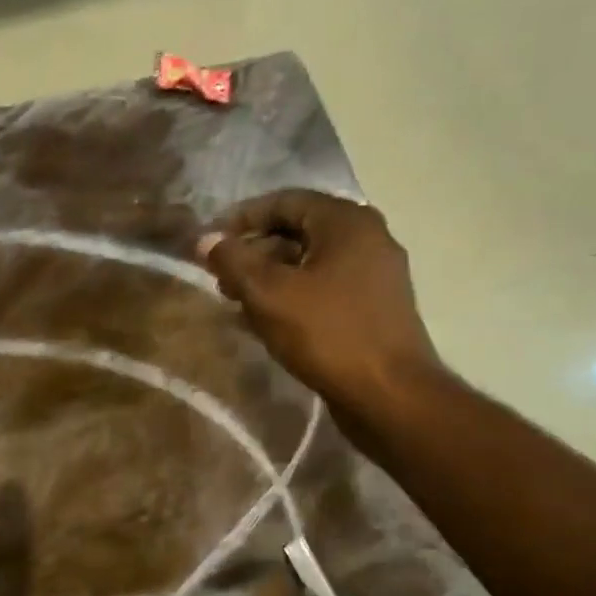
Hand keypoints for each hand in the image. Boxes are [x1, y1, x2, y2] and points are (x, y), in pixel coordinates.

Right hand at [197, 190, 442, 412]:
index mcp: (347, 222)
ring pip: (311, 262)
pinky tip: (268, 320)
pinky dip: (294, 294)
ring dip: (271, 276)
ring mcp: (376, 274)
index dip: (242, 217)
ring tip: (237, 301)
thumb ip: (233, 261)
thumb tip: (206, 239)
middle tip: (221, 276)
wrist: (389, 394)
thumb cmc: (327, 334)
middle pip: (299, 230)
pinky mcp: (375, 306)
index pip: (285, 201)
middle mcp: (368, 238)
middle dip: (254, 250)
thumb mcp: (269, 294)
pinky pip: (326, 287)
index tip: (211, 242)